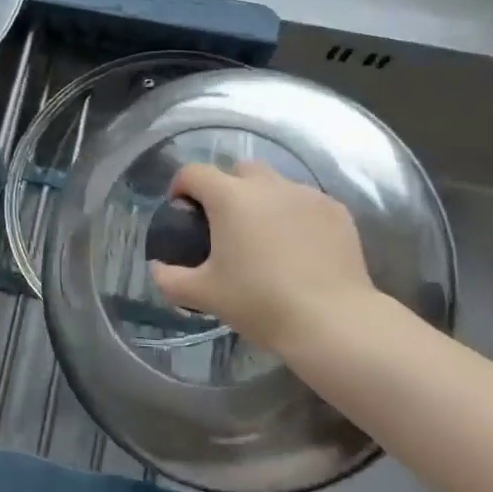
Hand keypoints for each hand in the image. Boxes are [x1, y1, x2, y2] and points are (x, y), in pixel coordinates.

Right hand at [149, 161, 382, 365]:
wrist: (333, 321)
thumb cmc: (260, 303)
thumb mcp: (204, 295)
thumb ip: (170, 278)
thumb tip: (157, 267)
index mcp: (229, 197)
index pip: (193, 172)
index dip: (181, 187)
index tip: (181, 211)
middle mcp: (267, 184)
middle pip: (238, 170)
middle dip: (226, 188)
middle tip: (225, 225)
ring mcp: (305, 194)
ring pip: (275, 184)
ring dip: (263, 201)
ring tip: (266, 238)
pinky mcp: (335, 210)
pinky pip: (306, 202)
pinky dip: (296, 216)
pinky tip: (300, 248)